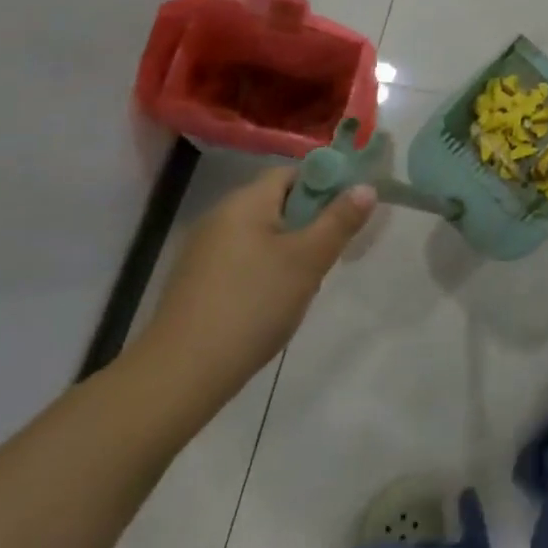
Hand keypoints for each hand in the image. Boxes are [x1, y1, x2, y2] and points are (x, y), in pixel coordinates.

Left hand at [134, 166, 374, 403]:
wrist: (180, 374)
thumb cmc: (253, 304)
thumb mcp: (308, 260)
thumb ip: (340, 220)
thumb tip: (366, 187)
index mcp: (245, 201)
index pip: (292, 173)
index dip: (324, 185)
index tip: (345, 214)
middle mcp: (220, 216)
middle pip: (277, 204)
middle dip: (309, 224)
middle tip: (328, 255)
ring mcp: (203, 251)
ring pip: (262, 235)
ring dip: (289, 251)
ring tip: (303, 285)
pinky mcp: (195, 282)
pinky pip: (242, 260)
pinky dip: (264, 272)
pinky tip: (271, 305)